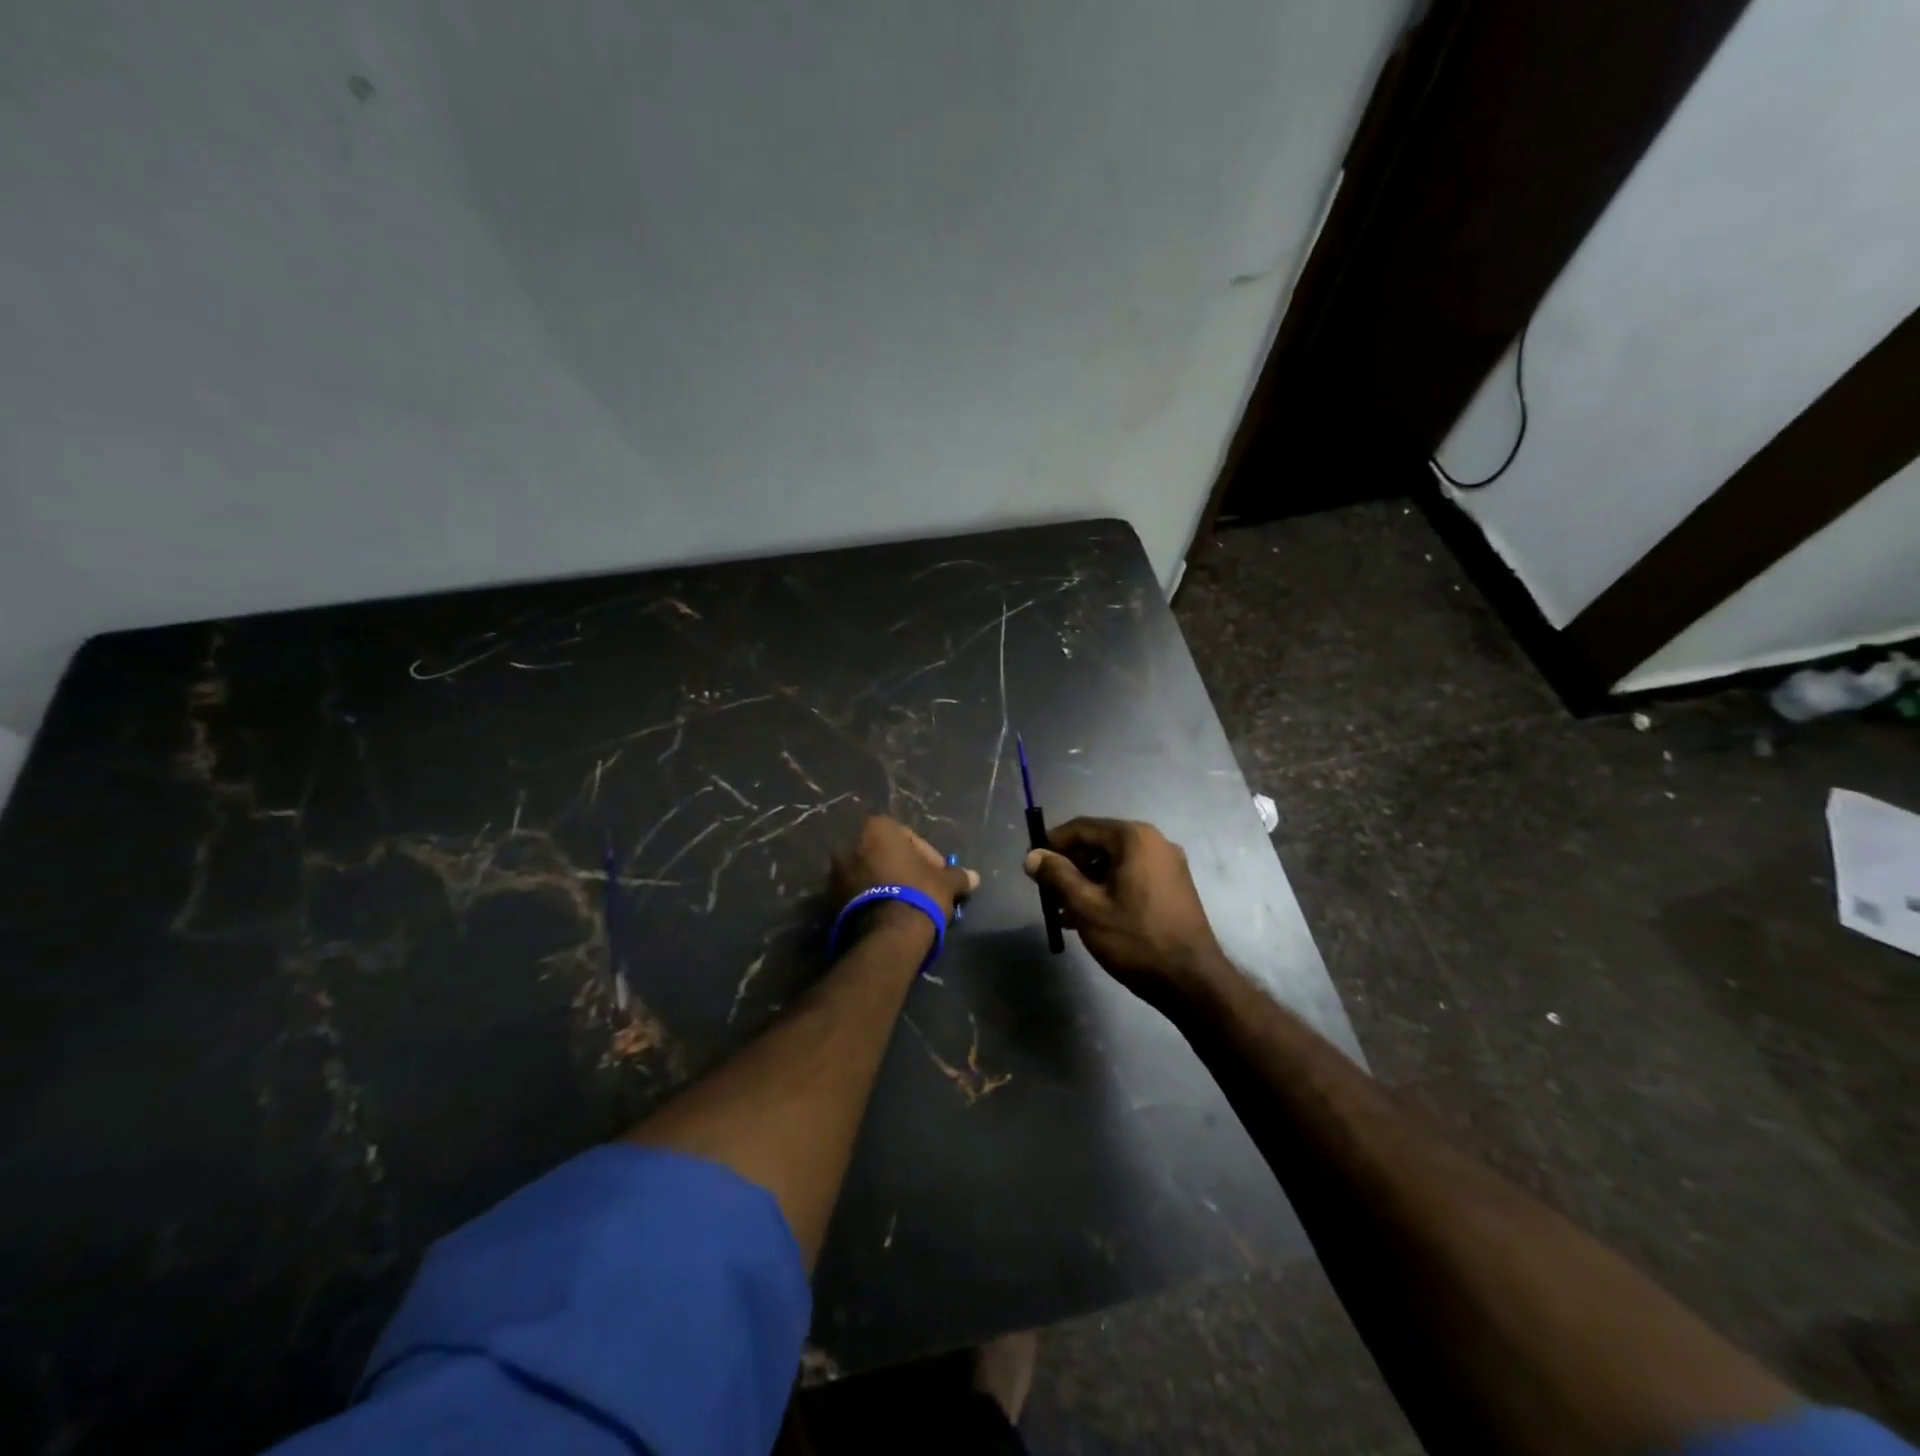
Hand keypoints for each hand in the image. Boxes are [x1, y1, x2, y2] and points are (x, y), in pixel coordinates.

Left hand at [831, 815, 979, 926]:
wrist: (887, 935)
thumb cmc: (918, 894)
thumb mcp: (946, 883)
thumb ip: (957, 876)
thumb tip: (974, 877)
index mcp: (877, 828)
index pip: (908, 837)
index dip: (927, 856)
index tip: (938, 875)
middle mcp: (850, 843)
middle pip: (884, 853)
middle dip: (902, 868)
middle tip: (922, 888)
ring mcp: (835, 872)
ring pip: (869, 873)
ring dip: (885, 884)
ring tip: (905, 904)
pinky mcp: (828, 899)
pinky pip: (856, 892)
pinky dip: (871, 899)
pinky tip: (889, 914)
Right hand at [1023, 818, 1223, 1005]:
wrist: (1192, 981)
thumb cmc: (1135, 939)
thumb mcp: (1087, 907)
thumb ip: (1056, 876)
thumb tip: (1032, 855)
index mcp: (1133, 838)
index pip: (1081, 828)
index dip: (1051, 844)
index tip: (1032, 865)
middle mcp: (1154, 841)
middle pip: (1099, 843)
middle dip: (1069, 865)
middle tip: (1047, 891)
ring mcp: (1168, 863)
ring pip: (1114, 862)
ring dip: (1086, 880)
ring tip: (1063, 909)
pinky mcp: (1174, 886)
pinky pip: (1131, 876)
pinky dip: (1108, 888)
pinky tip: (1089, 916)